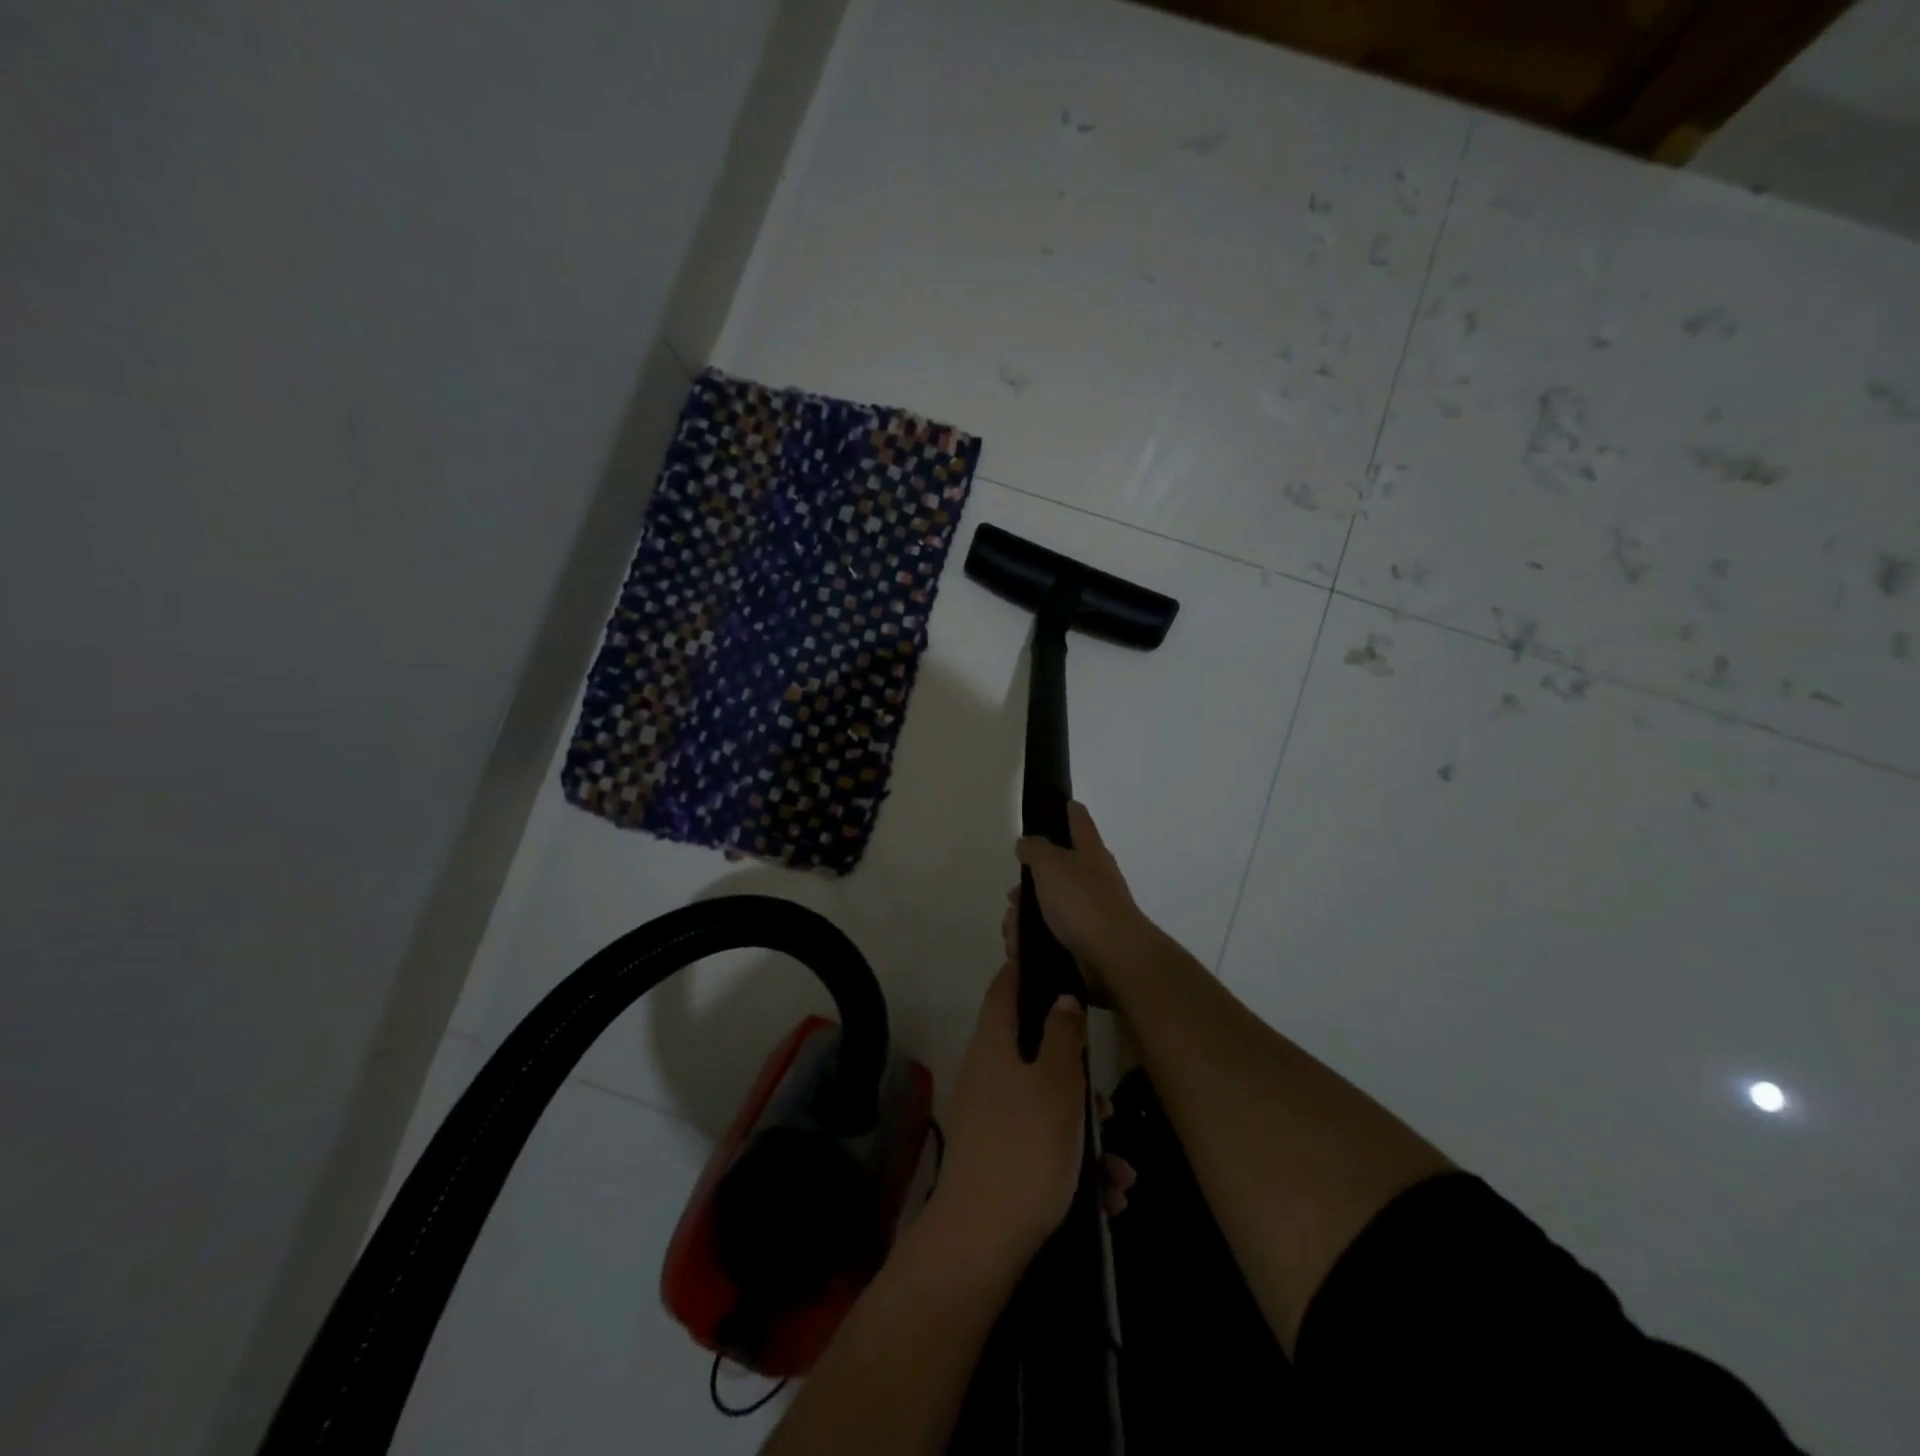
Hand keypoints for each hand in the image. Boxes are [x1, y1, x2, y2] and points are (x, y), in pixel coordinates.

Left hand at [929, 965, 1087, 1268]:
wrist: (982, 1242)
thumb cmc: (1025, 1147)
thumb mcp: (1056, 1085)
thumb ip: (1061, 1036)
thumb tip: (1061, 997)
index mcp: (993, 1046)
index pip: (1004, 989)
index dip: (1022, 967)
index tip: (1048, 955)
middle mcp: (985, 1075)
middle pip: (1033, 1053)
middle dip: (1075, 1075)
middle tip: (1105, 1098)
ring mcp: (989, 1119)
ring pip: (1045, 1106)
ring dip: (1084, 1132)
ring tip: (1120, 1168)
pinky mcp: (997, 1159)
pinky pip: (1041, 1145)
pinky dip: (1073, 1164)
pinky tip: (1108, 1195)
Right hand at [1013, 802, 1152, 993]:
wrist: (1113, 958)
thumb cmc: (1082, 902)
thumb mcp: (1051, 864)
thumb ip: (1035, 849)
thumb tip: (1026, 842)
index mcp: (1090, 852)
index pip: (1079, 820)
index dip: (1067, 810)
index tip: (1057, 804)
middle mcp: (1093, 878)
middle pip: (1056, 870)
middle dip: (1029, 883)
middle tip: (1012, 896)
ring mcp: (1090, 912)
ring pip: (1048, 906)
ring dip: (1025, 916)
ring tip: (1013, 931)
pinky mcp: (1084, 943)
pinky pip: (1050, 935)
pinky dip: (1032, 940)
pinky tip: (1020, 948)